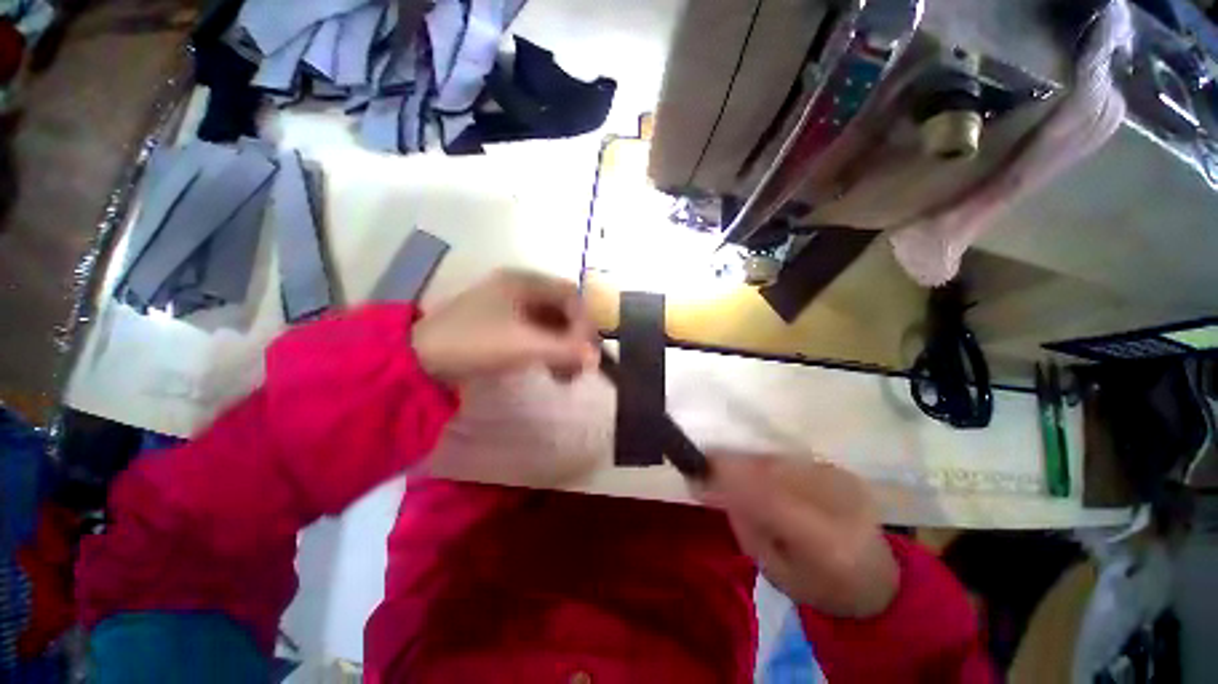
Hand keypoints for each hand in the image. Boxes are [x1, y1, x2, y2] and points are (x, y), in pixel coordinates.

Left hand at [413, 270, 599, 384]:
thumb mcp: (523, 344)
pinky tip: (551, 370)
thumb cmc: (474, 342)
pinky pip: (538, 334)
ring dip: (564, 348)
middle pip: (563, 310)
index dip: (585, 322)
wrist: (419, 358)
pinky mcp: (504, 325)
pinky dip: (549, 351)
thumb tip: (597, 358)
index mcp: (524, 281)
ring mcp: (511, 307)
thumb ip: (564, 349)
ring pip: (552, 324)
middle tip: (582, 366)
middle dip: (576, 338)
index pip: (571, 296)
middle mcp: (521, 288)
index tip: (589, 351)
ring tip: (567, 376)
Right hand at [699, 456, 898, 617]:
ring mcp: (845, 481)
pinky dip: (763, 460)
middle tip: (701, 462)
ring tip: (720, 463)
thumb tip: (710, 481)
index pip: (770, 498)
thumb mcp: (775, 570)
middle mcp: (841, 503)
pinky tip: (750, 467)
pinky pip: (789, 458)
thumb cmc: (820, 588)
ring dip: (744, 460)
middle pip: (772, 470)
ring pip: (778, 459)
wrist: (878, 582)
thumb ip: (745, 522)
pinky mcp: (841, 470)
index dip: (728, 478)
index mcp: (828, 543)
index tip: (695, 470)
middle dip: (731, 463)